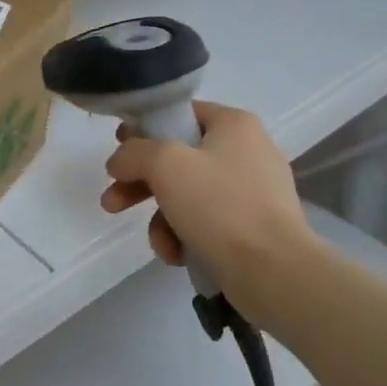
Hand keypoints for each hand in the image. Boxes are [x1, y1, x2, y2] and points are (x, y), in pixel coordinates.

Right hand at [99, 101, 311, 306]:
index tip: (118, 149)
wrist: (274, 271)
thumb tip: (120, 161)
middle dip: (141, 183)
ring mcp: (253, 192)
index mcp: (234, 124)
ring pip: (189, 195)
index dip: (144, 129)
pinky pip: (207, 223)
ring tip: (157, 242)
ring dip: (162, 218)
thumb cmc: (220, 206)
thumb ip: (134, 153)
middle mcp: (247, 151)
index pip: (181, 114)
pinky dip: (186, 237)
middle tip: (112, 201)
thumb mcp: (166, 165)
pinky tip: (178, 255)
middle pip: (179, 158)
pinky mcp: (253, 228)